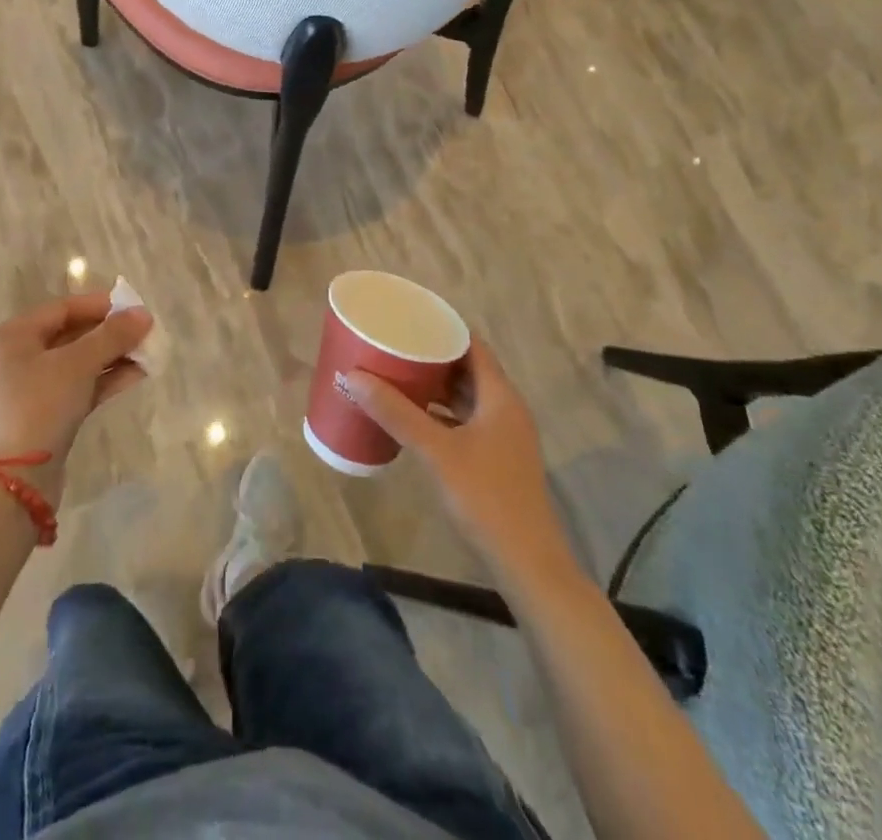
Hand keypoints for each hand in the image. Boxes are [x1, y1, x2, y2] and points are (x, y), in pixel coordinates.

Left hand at [0, 292, 152, 503]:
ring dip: (113, 356)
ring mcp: (31, 389)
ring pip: (78, 362)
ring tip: (149, 353)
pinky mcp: (45, 415)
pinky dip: (105, 379)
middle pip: (71, 334)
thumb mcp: (77, 365)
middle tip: (146, 332)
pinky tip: (137, 375)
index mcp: (13, 337)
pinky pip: (79, 386)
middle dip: (110, 333)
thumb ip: (111, 335)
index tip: (135, 308)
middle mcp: (18, 358)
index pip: (63, 308)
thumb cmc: (39, 408)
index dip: (100, 305)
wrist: (14, 483)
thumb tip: (143, 314)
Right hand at [344, 339, 577, 580]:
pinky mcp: (494, 459)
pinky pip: (463, 421)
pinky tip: (411, 418)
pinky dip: (439, 413)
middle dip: (431, 356)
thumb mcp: (436, 451)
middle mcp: (505, 409)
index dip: (442, 328)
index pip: (472, 345)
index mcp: (500, 396)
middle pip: (467, 369)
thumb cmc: (486, 497)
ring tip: (395, 374)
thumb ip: (397, 413)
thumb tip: (354, 376)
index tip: (408, 319)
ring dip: (433, 386)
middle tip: (392, 345)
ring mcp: (501, 436)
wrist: (527, 564)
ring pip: (464, 397)